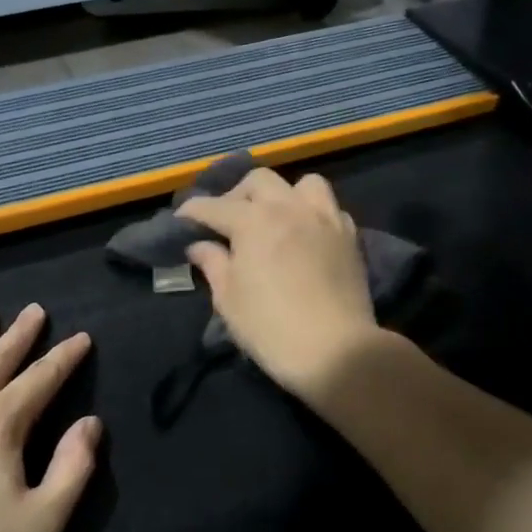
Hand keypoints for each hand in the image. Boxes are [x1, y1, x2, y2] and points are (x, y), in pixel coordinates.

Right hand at [177, 168, 379, 397]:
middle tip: (228, 220)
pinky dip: (314, 214)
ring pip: (303, 183)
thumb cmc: (271, 328)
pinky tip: (307, 234)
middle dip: (237, 194)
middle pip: (259, 181)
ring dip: (283, 194)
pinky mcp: (349, 236)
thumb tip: (199, 245)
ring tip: (275, 217)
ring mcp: (324, 218)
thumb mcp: (228, 299)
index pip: (215, 206)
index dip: (193, 211)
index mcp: (253, 221)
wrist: (336, 351)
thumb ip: (213, 264)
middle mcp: (289, 208)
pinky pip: (331, 208)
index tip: (181, 220)